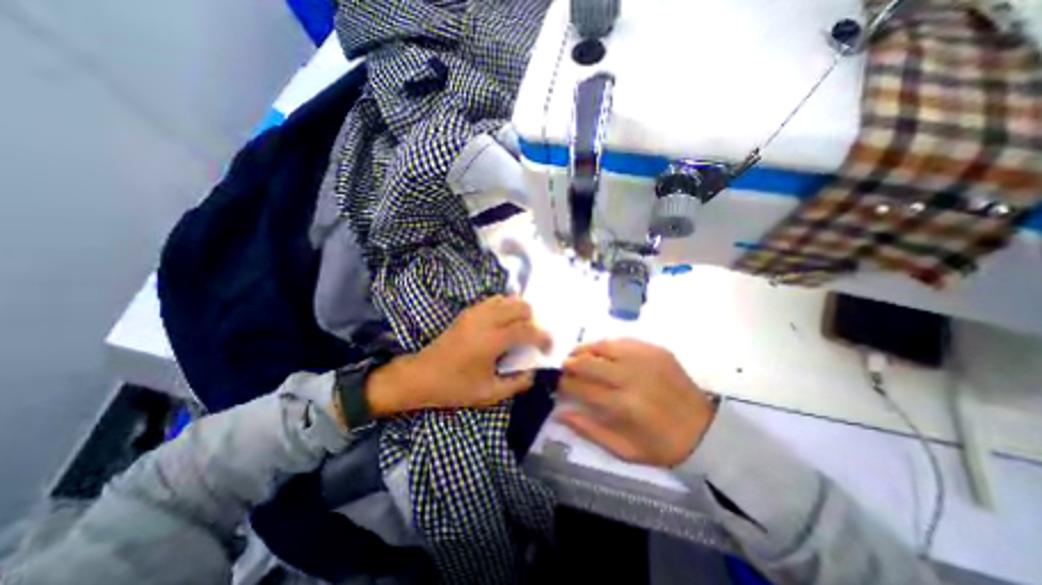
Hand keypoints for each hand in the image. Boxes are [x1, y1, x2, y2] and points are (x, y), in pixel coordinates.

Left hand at [366, 297, 547, 415]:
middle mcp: (485, 321)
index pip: (527, 329)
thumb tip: (533, 372)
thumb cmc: (454, 387)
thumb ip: (516, 383)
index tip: (548, 347)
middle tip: (531, 337)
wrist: (421, 375)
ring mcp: (475, 313)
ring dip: (519, 311)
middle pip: (520, 306)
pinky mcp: (467, 312)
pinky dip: (505, 307)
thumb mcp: (489, 394)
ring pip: (507, 299)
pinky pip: (493, 300)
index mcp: (492, 341)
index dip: (543, 337)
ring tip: (519, 329)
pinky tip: (503, 323)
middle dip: (533, 320)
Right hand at [562, 339, 717, 464]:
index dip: (564, 384)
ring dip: (585, 350)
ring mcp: (645, 359)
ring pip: (603, 345)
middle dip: (570, 364)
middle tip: (565, 369)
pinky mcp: (656, 350)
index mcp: (623, 405)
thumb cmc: (660, 445)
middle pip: (588, 362)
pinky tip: (602, 353)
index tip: (559, 385)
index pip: (581, 387)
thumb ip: (588, 430)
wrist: (704, 431)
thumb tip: (559, 412)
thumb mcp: (622, 449)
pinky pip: (622, 340)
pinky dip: (606, 345)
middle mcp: (631, 377)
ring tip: (578, 356)